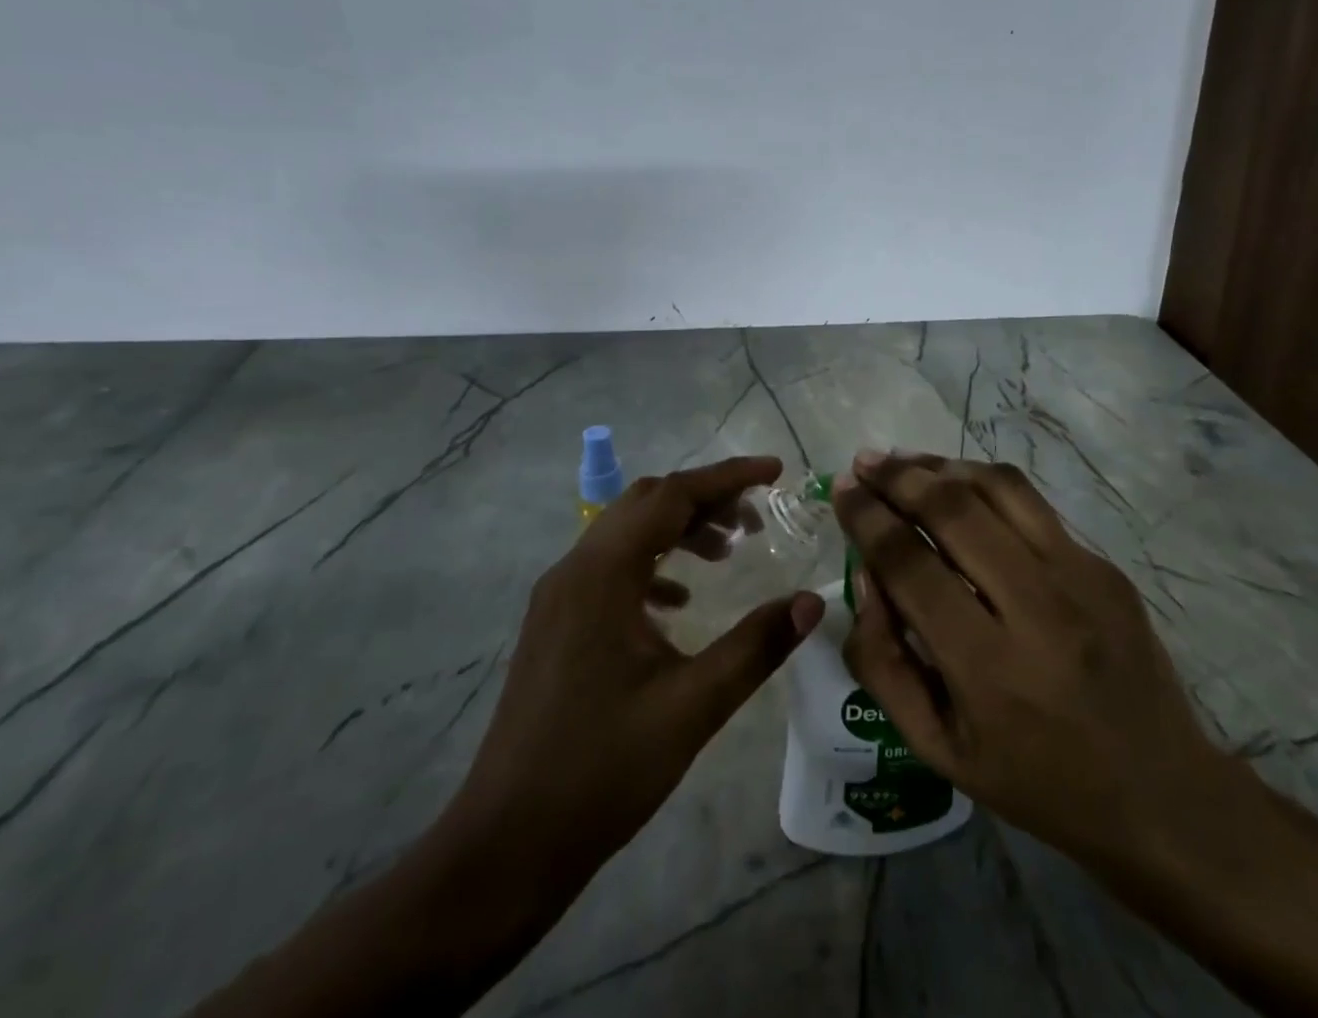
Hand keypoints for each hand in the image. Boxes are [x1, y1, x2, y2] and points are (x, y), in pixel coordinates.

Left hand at [432, 457, 825, 904]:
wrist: (507, 845)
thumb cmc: (602, 770)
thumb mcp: (692, 707)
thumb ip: (756, 646)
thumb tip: (810, 601)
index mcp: (602, 574)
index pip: (672, 495)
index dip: (728, 477)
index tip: (776, 472)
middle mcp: (574, 569)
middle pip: (646, 503)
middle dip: (705, 499)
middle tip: (756, 518)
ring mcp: (558, 597)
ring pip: (626, 533)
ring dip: (678, 530)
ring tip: (728, 553)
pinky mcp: (556, 624)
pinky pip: (610, 568)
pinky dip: (652, 565)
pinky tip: (679, 604)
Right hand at [833, 449, 1242, 885]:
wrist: (1161, 794)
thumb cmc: (1036, 782)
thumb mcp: (938, 749)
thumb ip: (884, 662)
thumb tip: (866, 575)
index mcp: (988, 668)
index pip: (910, 564)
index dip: (866, 518)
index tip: (841, 491)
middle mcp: (1037, 608)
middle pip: (953, 509)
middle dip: (897, 477)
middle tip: (864, 463)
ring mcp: (1081, 578)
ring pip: (998, 488)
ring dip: (941, 465)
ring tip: (904, 462)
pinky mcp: (1105, 567)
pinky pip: (1033, 505)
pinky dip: (984, 485)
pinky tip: (959, 488)